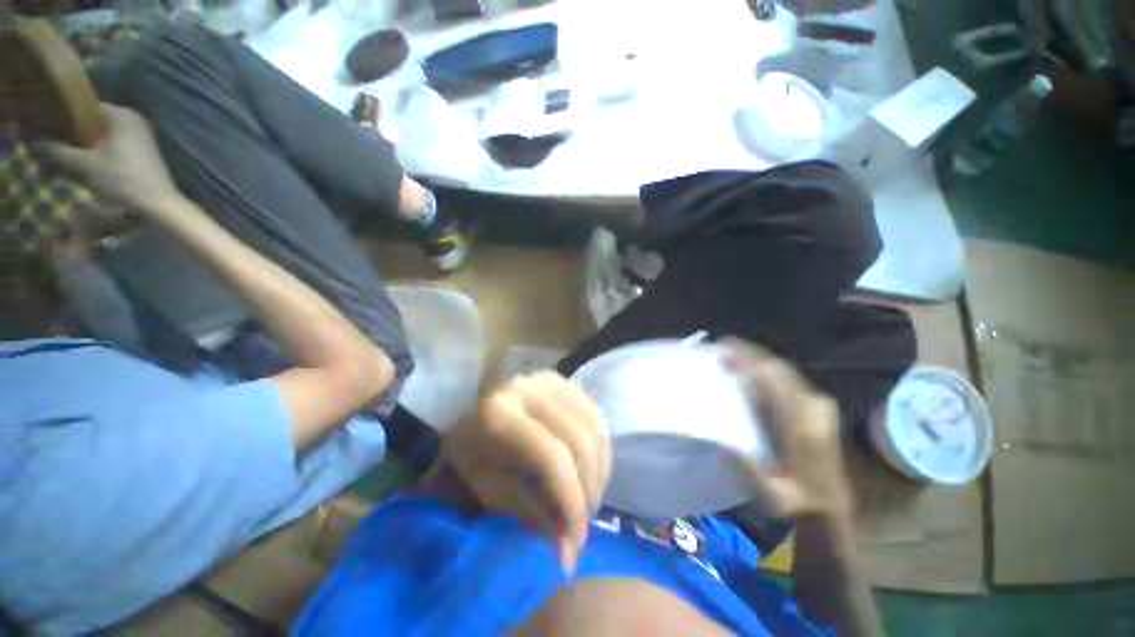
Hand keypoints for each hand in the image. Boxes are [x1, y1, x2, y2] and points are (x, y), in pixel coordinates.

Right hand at [38, 103, 181, 216]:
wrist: (159, 202)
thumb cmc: (121, 179)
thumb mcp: (83, 164)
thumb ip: (57, 151)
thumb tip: (32, 142)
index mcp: (122, 114)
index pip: (85, 105)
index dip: (64, 113)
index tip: (45, 122)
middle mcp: (134, 118)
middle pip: (94, 119)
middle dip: (73, 129)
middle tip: (51, 139)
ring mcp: (142, 134)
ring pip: (104, 132)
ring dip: (85, 140)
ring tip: (64, 149)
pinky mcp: (144, 149)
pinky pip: (114, 142)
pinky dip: (99, 148)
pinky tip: (85, 158)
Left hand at [436, 373, 610, 572]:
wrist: (467, 425)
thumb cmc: (468, 463)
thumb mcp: (488, 493)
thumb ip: (530, 517)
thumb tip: (570, 553)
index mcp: (498, 414)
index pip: (551, 457)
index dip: (570, 501)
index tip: (574, 542)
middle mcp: (527, 387)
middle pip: (579, 439)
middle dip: (589, 489)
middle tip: (583, 525)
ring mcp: (547, 379)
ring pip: (593, 426)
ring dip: (599, 470)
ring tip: (588, 499)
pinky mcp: (562, 380)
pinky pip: (595, 415)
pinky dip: (600, 448)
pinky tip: (591, 471)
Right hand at [722, 339, 852, 521]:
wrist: (831, 503)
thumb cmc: (799, 500)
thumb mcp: (774, 497)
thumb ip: (751, 473)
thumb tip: (724, 444)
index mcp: (803, 424)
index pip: (774, 381)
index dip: (749, 363)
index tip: (725, 352)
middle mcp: (813, 407)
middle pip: (778, 368)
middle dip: (750, 354)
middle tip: (723, 346)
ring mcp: (817, 404)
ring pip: (784, 370)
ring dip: (757, 358)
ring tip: (731, 352)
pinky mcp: (815, 405)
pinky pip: (787, 377)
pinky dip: (766, 368)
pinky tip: (749, 368)